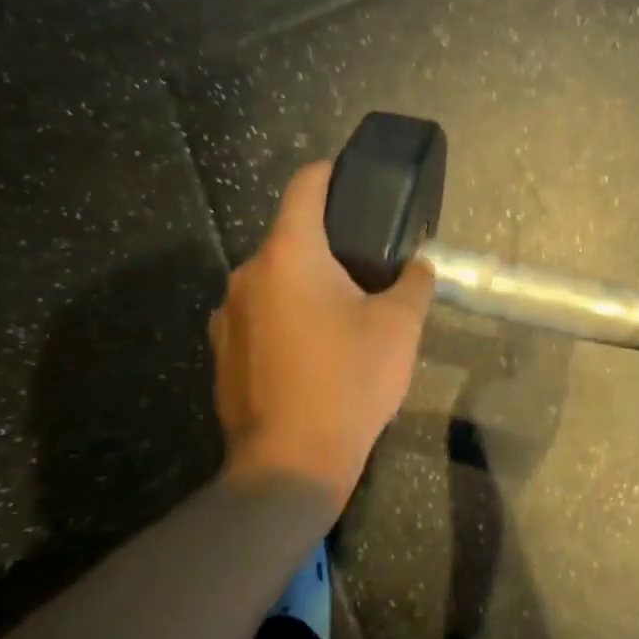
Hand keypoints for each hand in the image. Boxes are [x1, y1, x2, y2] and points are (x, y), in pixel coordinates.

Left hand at [211, 160, 434, 515]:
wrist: (290, 464)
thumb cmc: (348, 382)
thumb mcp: (399, 328)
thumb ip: (413, 283)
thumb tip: (418, 264)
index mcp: (289, 254)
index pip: (305, 186)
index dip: (330, 173)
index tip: (353, 179)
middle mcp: (248, 273)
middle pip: (290, 237)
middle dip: (327, 244)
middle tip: (366, 266)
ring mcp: (227, 314)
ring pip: (273, 279)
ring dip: (304, 285)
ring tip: (341, 314)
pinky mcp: (221, 351)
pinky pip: (258, 315)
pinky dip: (283, 318)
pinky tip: (309, 352)